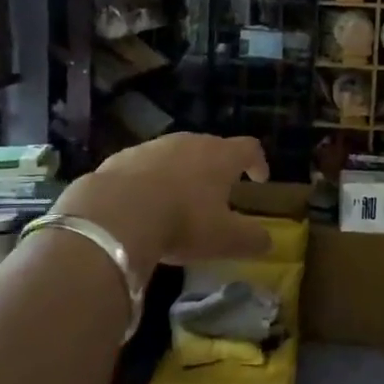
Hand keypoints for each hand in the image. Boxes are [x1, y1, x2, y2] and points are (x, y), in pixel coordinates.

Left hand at [53, 134, 271, 280]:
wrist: (115, 213)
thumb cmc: (182, 221)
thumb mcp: (225, 239)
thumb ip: (252, 239)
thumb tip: (268, 241)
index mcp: (220, 156)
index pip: (249, 148)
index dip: (258, 162)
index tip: (259, 180)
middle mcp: (189, 142)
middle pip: (211, 147)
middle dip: (218, 168)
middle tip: (218, 193)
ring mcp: (153, 146)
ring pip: (176, 154)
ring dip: (182, 172)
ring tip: (178, 199)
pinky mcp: (121, 158)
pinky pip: (144, 166)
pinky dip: (150, 180)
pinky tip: (143, 205)